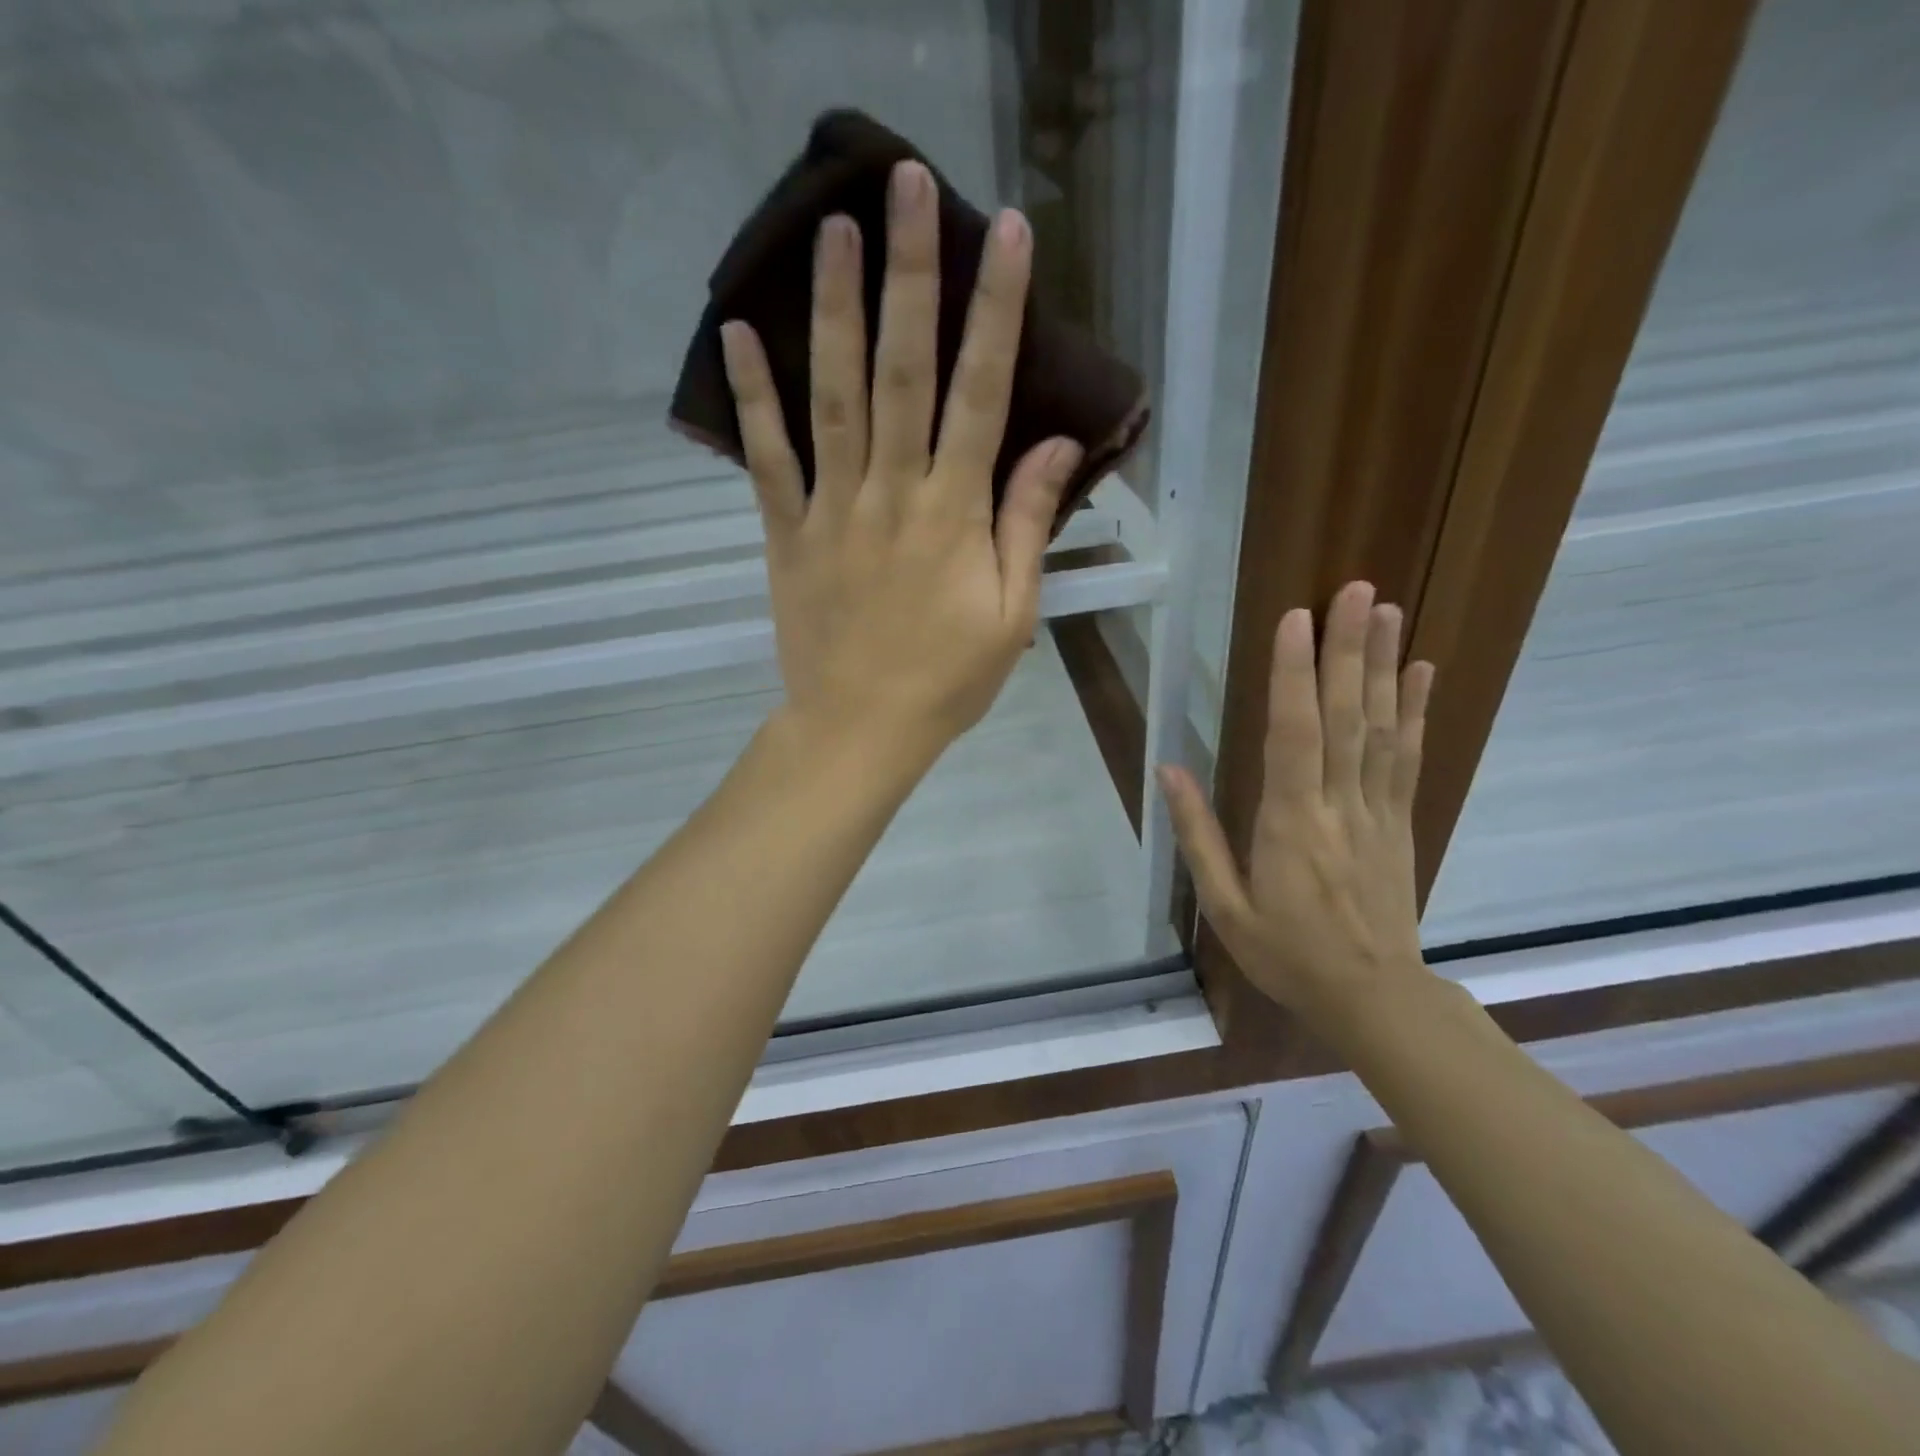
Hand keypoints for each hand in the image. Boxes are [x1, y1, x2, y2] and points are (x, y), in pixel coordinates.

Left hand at [720, 160, 1082, 770]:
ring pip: (831, 395)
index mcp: (952, 514)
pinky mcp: (788, 532)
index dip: (996, 311)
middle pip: (901, 369)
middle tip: (906, 183)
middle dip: (908, 274)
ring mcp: (832, 508)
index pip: (981, 394)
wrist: (860, 729)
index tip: (1007, 235)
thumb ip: (1026, 526)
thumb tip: (1057, 446)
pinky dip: (752, 396)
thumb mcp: (1013, 616)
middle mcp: (891, 492)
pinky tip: (737, 334)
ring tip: (832, 228)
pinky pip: (767, 457)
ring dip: (832, 308)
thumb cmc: (947, 680)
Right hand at [1156, 582, 1435, 1024]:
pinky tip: (1421, 670)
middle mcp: (1339, 805)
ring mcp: (1378, 810)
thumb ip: (1198, 835)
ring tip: (1387, 609)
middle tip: (1355, 590)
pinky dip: (1417, 710)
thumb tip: (1169, 769)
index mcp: (1290, 823)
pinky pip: (1409, 757)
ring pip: (1382, 726)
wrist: (1373, 997)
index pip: (1293, 735)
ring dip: (1384, 665)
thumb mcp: (1224, 906)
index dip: (1293, 675)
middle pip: (1345, 716)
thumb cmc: (1287, 953)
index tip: (1295, 620)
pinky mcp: (1401, 820)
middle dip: (1347, 649)